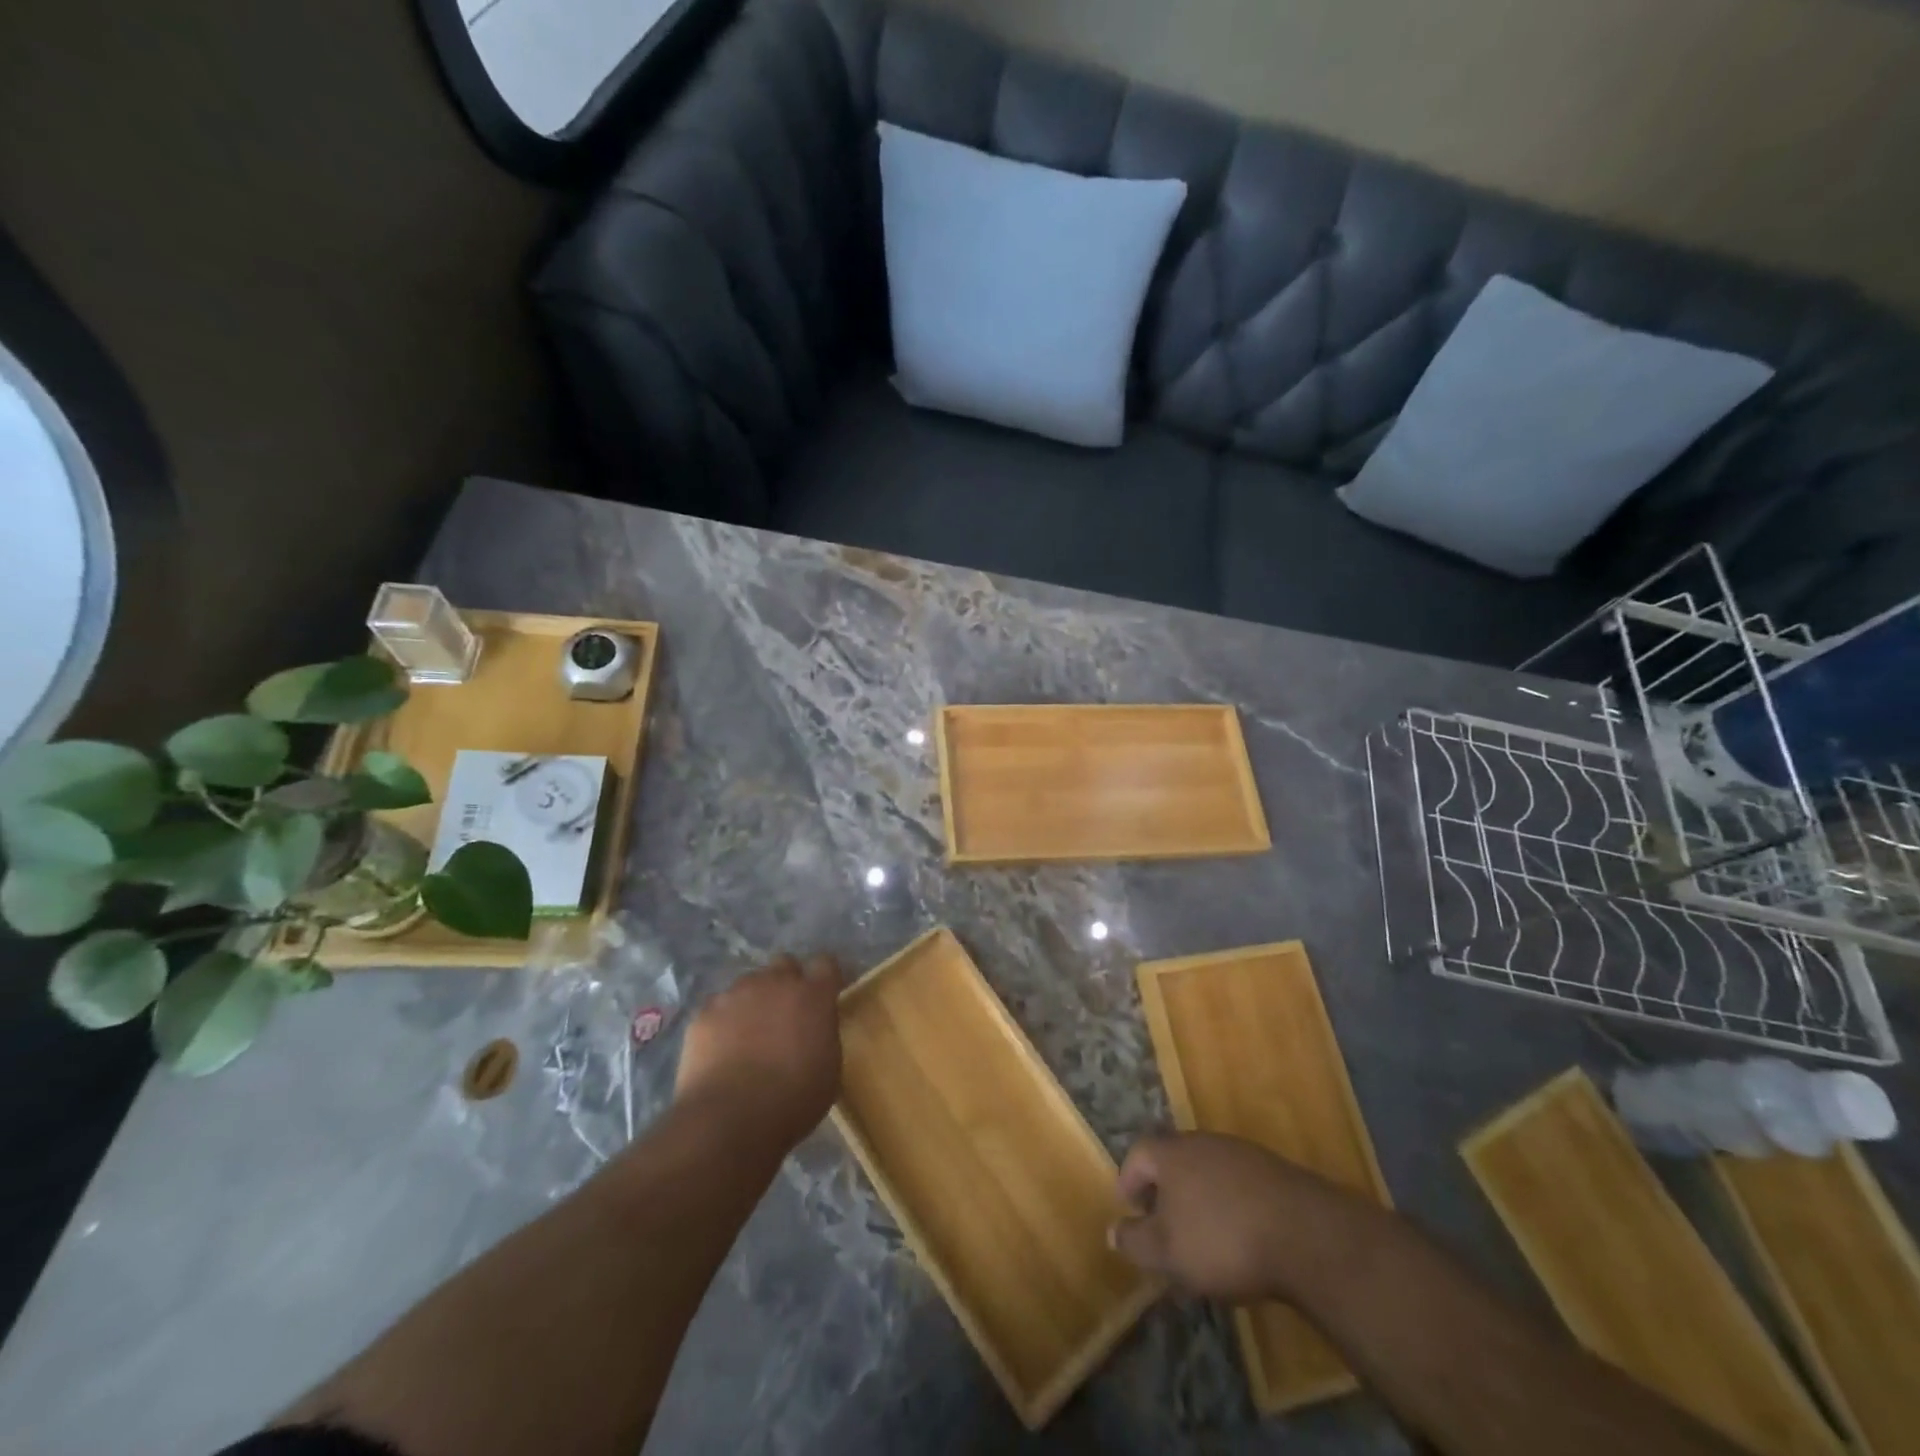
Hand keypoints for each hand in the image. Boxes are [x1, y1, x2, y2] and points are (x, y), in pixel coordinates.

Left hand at [675, 953, 842, 1143]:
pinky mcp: (705, 1012)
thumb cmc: (792, 1100)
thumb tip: (813, 1028)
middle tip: (785, 1014)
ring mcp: (736, 994)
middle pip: (785, 964)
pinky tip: (721, 1049)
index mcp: (813, 995)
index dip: (824, 978)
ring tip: (749, 1035)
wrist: (729, 1118)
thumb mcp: (829, 1068)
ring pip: (749, 984)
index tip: (825, 995)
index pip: (825, 963)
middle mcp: (775, 982)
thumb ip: (823, 1035)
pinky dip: (723, 1021)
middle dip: (787, 981)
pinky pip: (718, 1007)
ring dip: (754, 1000)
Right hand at [1109, 1133, 1380, 1303]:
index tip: (1129, 1208)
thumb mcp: (1167, 1252)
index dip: (1129, 1180)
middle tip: (1163, 1224)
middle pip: (1173, 1159)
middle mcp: (1202, 1142)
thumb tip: (1112, 1230)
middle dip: (1164, 1190)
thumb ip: (1135, 1241)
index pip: (1138, 1154)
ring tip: (1202, 1236)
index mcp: (1171, 1153)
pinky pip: (1238, 1184)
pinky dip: (1230, 1205)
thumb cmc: (1222, 1240)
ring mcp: (1241, 1153)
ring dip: (1198, 1198)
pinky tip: (1240, 1236)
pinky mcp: (1273, 1171)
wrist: (1305, 1235)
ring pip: (1207, 1171)